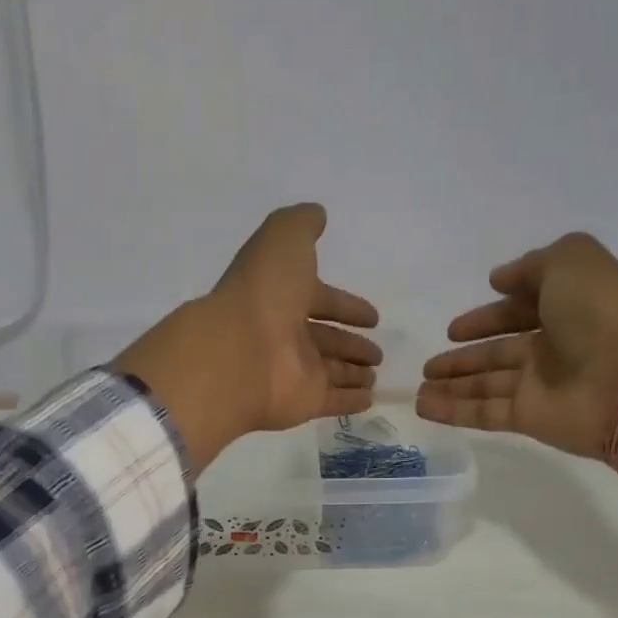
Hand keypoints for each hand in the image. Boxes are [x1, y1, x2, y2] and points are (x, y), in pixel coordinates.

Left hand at [116, 204, 381, 472]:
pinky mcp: (304, 402)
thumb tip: (318, 214)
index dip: (347, 306)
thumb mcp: (283, 239)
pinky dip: (352, 400)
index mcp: (282, 297)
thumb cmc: (264, 292)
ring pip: (331, 372)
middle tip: (377, 352)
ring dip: (353, 372)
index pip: (321, 300)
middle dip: (352, 345)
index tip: (373, 317)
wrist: (240, 352)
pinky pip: (333, 401)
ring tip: (376, 373)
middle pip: (327, 340)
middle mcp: (287, 335)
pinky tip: (371, 399)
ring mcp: (295, 372)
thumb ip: (302, 224)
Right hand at [416, 232, 617, 459]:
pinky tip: (423, 406)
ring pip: (485, 384)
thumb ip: (534, 264)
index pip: (519, 310)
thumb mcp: (574, 261)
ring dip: (452, 384)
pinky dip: (453, 410)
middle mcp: (552, 347)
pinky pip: (483, 412)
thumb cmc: (603, 314)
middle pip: (497, 352)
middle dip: (463, 357)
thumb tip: (498, 279)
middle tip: (430, 363)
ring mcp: (539, 385)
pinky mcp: (528, 418)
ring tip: (418, 387)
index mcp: (566, 307)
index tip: (455, 327)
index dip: (487, 316)